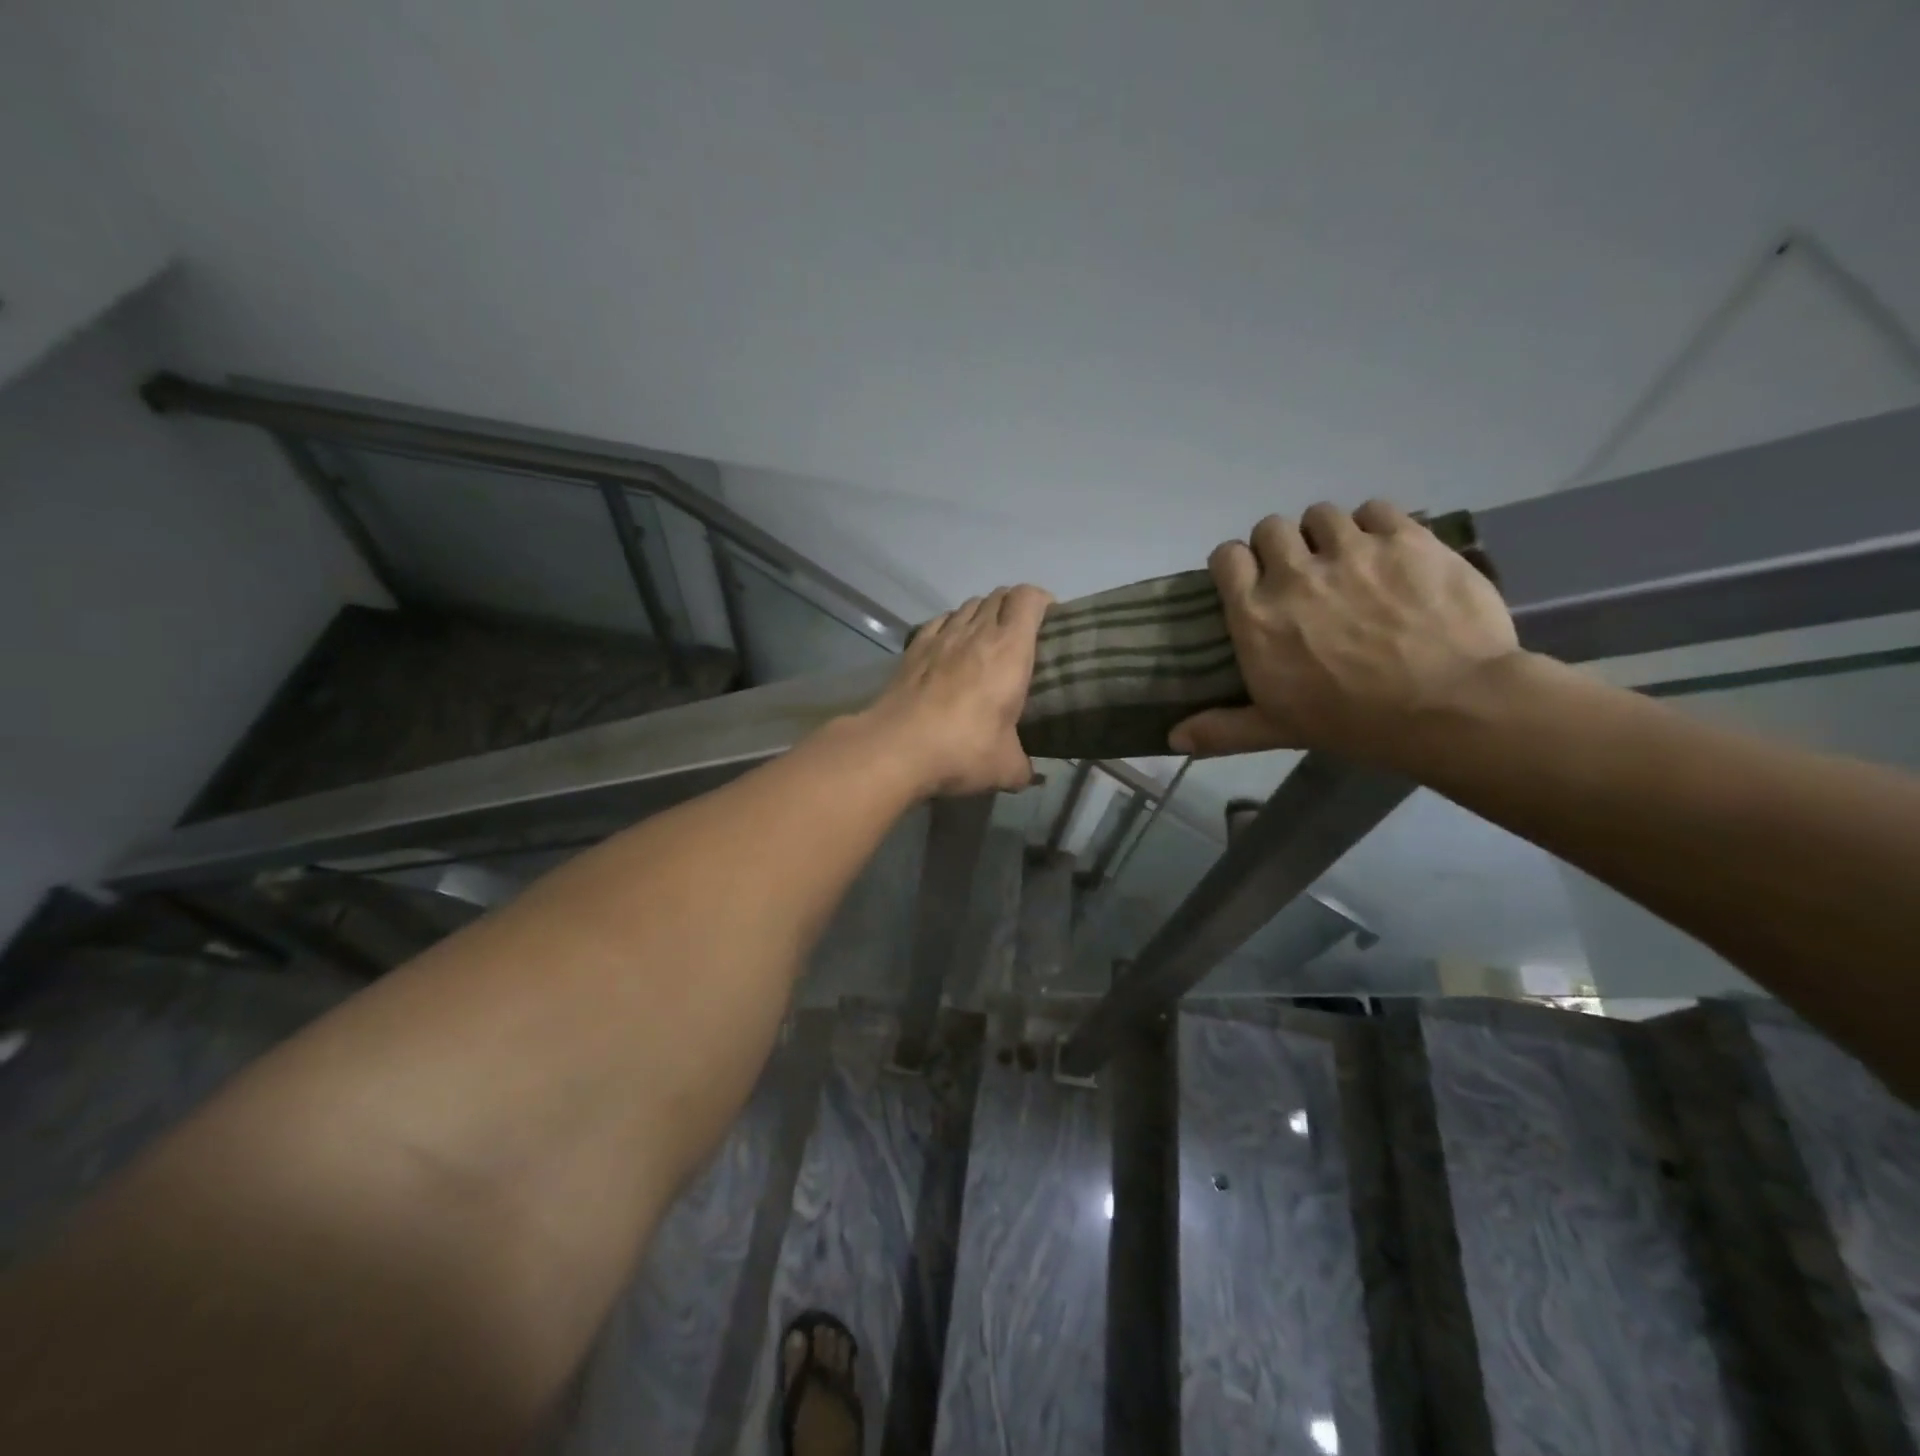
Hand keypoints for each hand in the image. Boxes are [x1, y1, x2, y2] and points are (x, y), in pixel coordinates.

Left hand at [861, 584, 1053, 796]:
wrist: (896, 747)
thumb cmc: (963, 750)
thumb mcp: (1005, 768)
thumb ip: (1023, 768)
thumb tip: (1028, 775)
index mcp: (1010, 650)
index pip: (1029, 599)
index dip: (1042, 600)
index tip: (1050, 617)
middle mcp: (977, 632)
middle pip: (999, 595)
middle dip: (1014, 606)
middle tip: (1022, 632)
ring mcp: (941, 636)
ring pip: (968, 605)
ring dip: (983, 613)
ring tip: (986, 639)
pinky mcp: (913, 648)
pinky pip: (939, 621)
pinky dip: (951, 625)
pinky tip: (950, 647)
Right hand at [1169, 500, 1520, 765]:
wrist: (1450, 707)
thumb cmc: (1353, 722)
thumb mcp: (1277, 729)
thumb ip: (1222, 729)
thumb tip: (1173, 739)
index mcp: (1256, 614)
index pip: (1226, 556)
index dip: (1237, 564)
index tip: (1251, 580)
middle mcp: (1294, 572)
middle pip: (1271, 527)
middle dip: (1281, 546)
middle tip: (1303, 574)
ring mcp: (1351, 550)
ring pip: (1322, 514)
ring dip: (1327, 533)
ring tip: (1347, 560)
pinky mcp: (1406, 538)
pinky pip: (1375, 508)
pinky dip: (1375, 525)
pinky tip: (1387, 551)